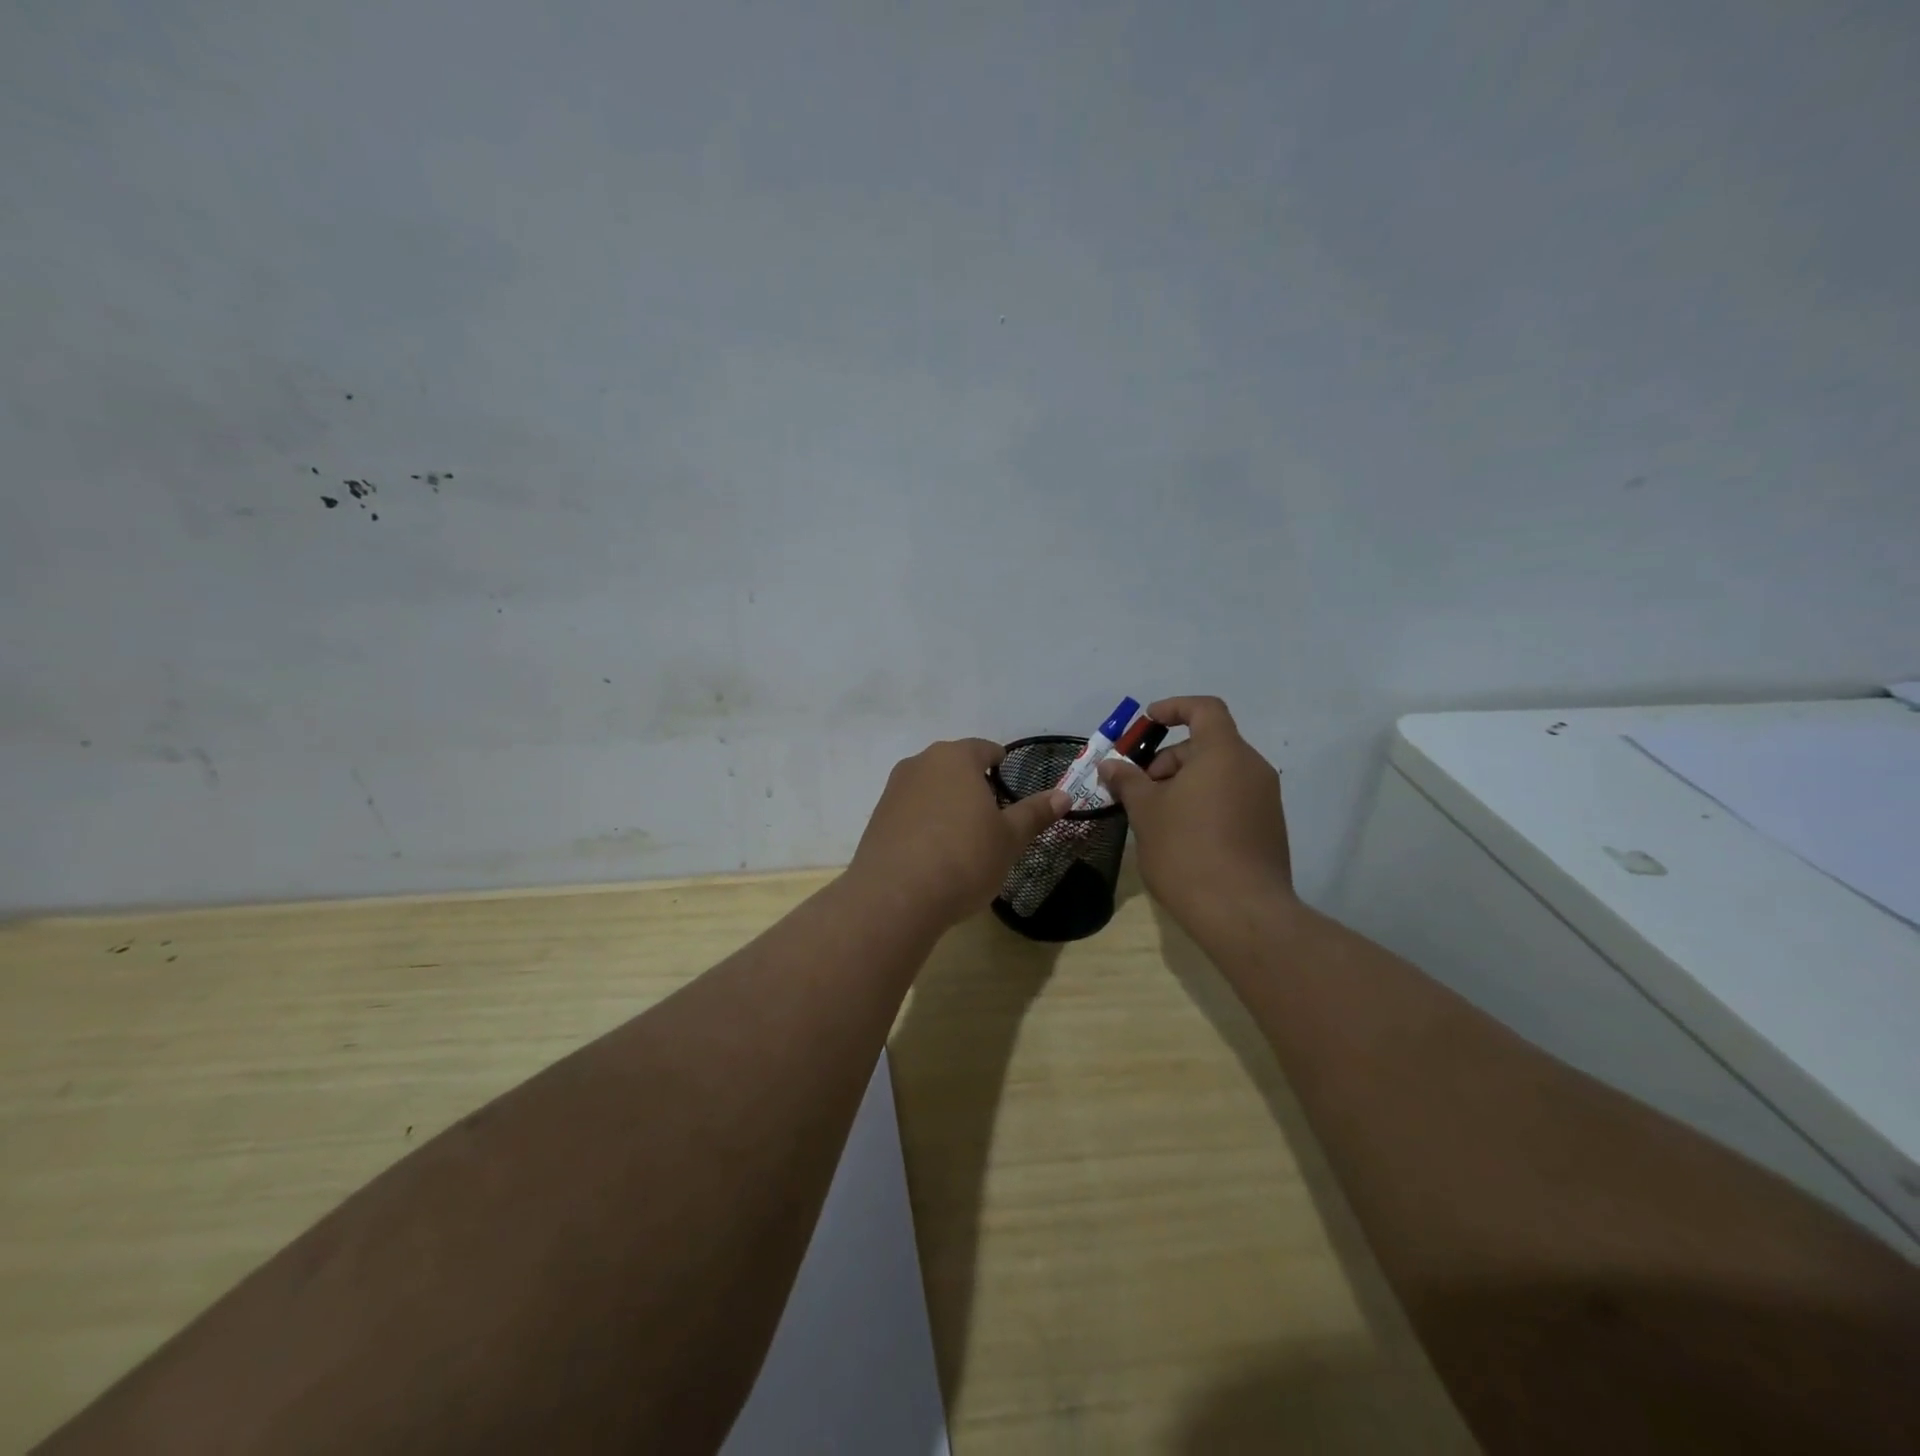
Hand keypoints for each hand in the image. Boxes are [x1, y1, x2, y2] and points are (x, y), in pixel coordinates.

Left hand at [849, 738, 1069, 930]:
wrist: (895, 897)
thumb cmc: (963, 858)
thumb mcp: (1009, 839)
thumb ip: (1034, 813)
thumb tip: (1063, 795)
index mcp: (956, 758)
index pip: (984, 749)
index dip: (1000, 764)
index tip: (1009, 785)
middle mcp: (920, 764)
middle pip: (954, 766)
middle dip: (973, 784)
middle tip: (992, 816)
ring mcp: (894, 790)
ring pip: (930, 787)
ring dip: (947, 803)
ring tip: (963, 836)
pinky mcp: (877, 818)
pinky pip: (910, 811)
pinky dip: (925, 822)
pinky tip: (934, 852)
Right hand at [1096, 696, 1294, 931]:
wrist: (1242, 912)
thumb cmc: (1187, 850)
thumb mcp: (1146, 812)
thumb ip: (1128, 781)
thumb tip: (1110, 765)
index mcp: (1224, 753)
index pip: (1204, 709)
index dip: (1174, 708)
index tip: (1147, 722)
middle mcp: (1252, 768)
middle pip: (1208, 744)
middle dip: (1169, 759)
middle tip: (1140, 789)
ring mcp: (1265, 799)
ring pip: (1219, 773)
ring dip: (1185, 783)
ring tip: (1157, 816)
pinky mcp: (1269, 828)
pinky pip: (1232, 798)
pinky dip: (1205, 802)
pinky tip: (1182, 835)